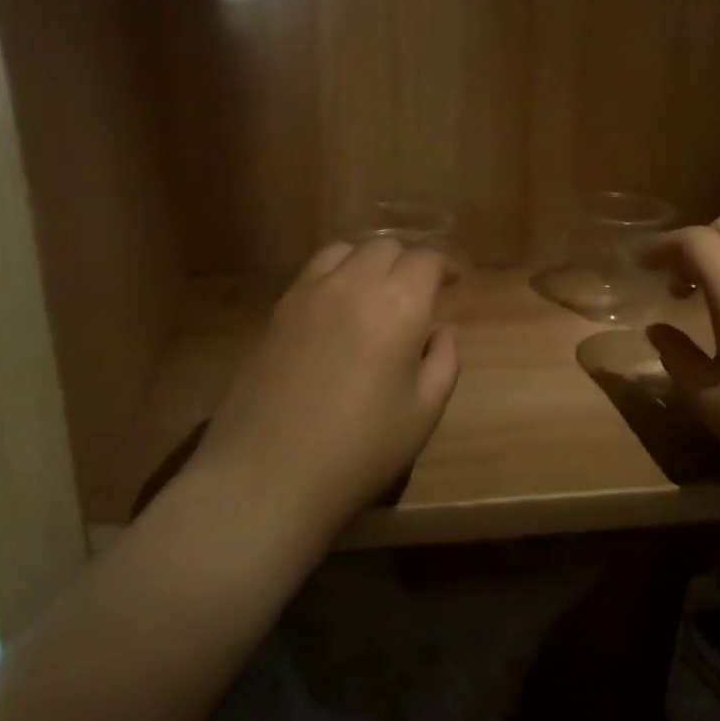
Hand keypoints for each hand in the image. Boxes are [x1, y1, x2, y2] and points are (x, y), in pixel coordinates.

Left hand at [188, 238, 460, 541]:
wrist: (268, 474)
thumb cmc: (359, 450)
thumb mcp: (422, 414)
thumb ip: (444, 363)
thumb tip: (441, 333)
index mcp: (398, 304)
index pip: (426, 259)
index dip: (444, 265)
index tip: (451, 282)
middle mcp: (353, 283)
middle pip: (385, 246)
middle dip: (407, 262)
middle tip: (417, 293)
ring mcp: (308, 292)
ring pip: (345, 250)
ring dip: (368, 261)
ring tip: (375, 291)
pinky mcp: (277, 310)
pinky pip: (313, 271)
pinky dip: (335, 273)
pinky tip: (337, 307)